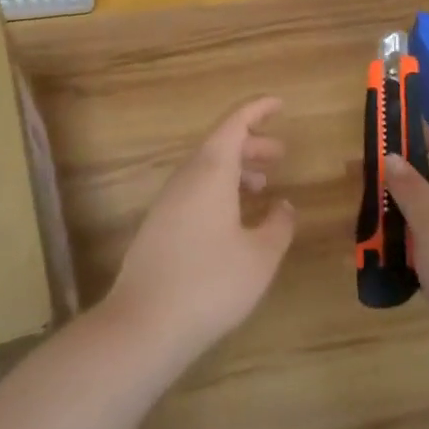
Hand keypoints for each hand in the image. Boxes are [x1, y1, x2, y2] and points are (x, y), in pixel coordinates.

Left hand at [100, 97, 296, 369]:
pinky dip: (219, 190)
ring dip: (236, 169)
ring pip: (205, 170)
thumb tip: (284, 205)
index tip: (280, 104)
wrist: (144, 324)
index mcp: (210, 172)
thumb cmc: (211, 284)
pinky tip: (234, 218)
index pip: (234, 124)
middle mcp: (185, 179)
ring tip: (263, 185)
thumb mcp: (260, 256)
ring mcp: (167, 203)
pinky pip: (194, 191)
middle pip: (219, 145)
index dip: (257, 110)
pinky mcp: (158, 226)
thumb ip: (278, 224)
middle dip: (251, 143)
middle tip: (280, 153)